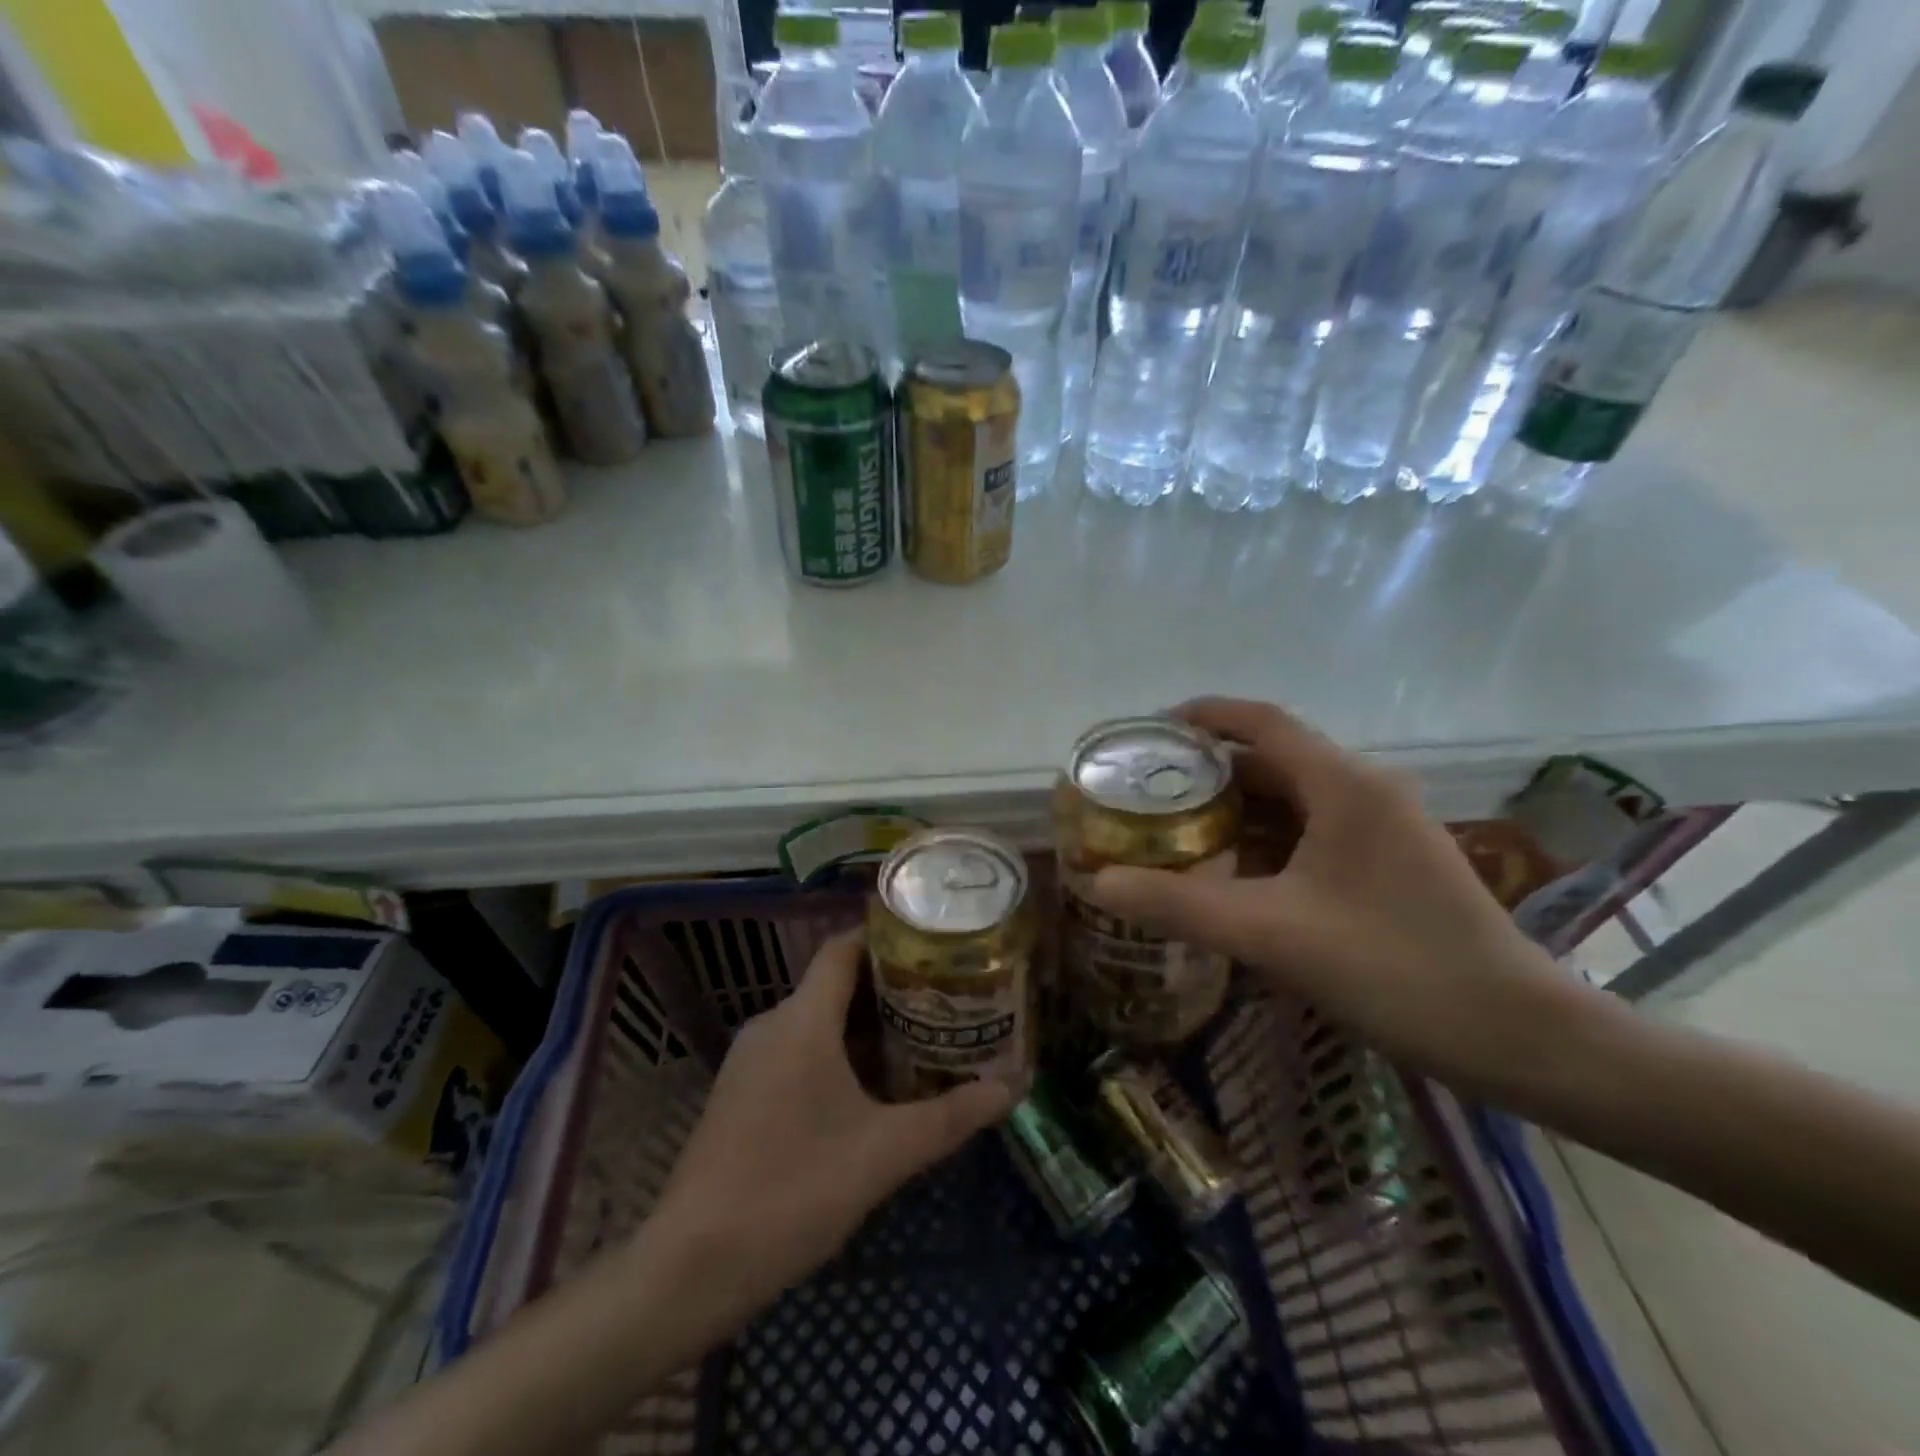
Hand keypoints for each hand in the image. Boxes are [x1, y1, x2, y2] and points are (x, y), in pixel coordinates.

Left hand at [649, 929, 1015, 1316]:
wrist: (691, 1267)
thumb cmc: (793, 1189)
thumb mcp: (884, 1153)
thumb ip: (951, 1117)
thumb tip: (1012, 1088)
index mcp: (802, 1019)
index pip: (843, 948)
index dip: (886, 938)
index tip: (934, 946)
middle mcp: (771, 1025)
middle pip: (835, 984)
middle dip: (890, 990)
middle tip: (944, 1000)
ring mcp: (750, 1060)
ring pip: (817, 1022)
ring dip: (865, 1028)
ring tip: (920, 1041)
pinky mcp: (741, 1094)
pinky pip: (797, 1052)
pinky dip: (837, 1055)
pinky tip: (870, 1090)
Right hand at [1088, 697, 1581, 1097]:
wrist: (1520, 1039)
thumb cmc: (1396, 969)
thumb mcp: (1271, 935)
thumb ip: (1179, 904)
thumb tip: (1097, 883)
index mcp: (1344, 785)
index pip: (1261, 722)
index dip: (1203, 717)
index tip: (1149, 732)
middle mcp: (1366, 791)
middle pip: (1274, 760)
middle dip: (1209, 772)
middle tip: (1148, 792)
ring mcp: (1384, 829)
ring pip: (1294, 800)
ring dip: (1236, 810)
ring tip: (1176, 829)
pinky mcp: (1391, 865)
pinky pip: (1313, 833)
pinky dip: (1266, 842)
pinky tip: (1232, 874)